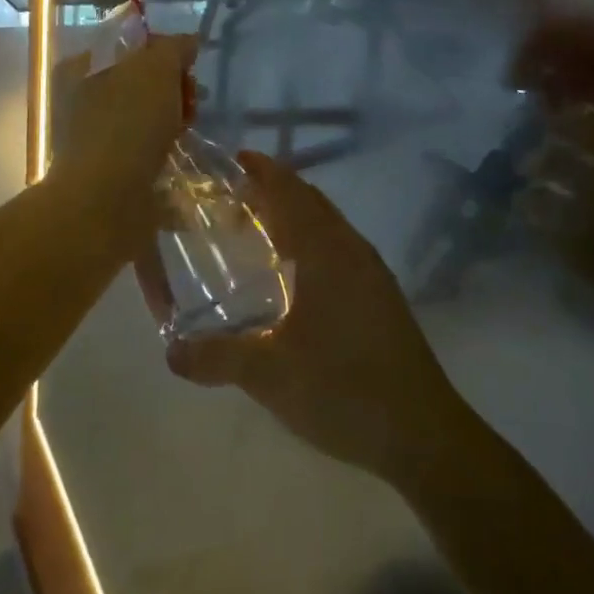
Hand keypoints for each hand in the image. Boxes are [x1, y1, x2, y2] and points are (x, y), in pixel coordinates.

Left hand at [49, 31, 195, 206]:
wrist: (106, 203)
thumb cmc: (128, 124)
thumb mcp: (155, 69)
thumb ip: (173, 49)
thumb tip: (188, 43)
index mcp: (82, 69)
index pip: (128, 46)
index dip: (163, 50)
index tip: (189, 65)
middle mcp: (82, 102)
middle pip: (140, 84)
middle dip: (173, 90)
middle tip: (195, 101)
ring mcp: (95, 141)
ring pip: (145, 121)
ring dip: (173, 125)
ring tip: (193, 133)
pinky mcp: (112, 176)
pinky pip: (147, 156)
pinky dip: (168, 158)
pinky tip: (185, 160)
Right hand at [135, 151, 471, 487]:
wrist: (423, 434)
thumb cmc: (344, 389)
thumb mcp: (270, 375)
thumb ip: (217, 358)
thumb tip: (170, 351)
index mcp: (326, 252)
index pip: (291, 194)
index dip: (264, 172)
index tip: (235, 159)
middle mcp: (352, 251)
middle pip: (311, 203)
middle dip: (276, 190)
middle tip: (235, 194)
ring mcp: (373, 274)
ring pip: (328, 226)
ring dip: (296, 216)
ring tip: (259, 228)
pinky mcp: (382, 298)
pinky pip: (340, 248)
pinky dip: (312, 241)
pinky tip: (296, 274)